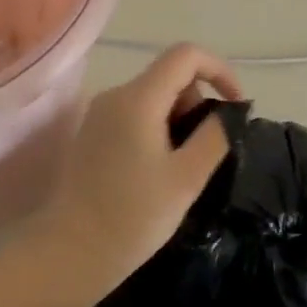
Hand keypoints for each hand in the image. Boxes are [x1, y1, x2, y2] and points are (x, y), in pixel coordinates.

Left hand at [16, 43, 241, 306]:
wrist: (71, 251)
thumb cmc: (133, 216)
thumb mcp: (187, 177)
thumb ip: (215, 135)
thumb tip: (230, 111)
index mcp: (138, 98)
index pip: (186, 55)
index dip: (220, 71)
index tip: (236, 107)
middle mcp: (115, 95)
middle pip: (169, 76)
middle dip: (197, 103)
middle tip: (203, 153)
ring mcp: (98, 114)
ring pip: (153, 97)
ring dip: (177, 120)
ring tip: (181, 169)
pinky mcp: (91, 133)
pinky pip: (134, 115)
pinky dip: (157, 130)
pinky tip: (157, 171)